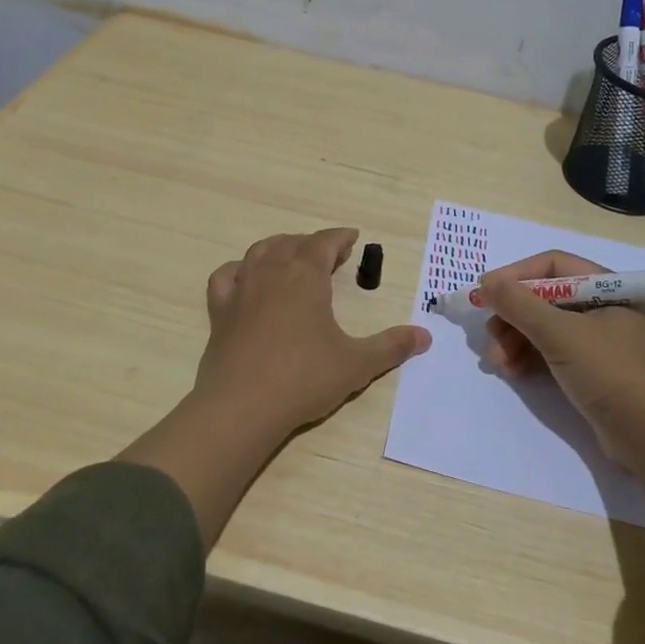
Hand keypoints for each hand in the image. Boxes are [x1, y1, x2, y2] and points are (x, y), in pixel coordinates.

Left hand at [189, 227, 430, 440]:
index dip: (339, 237)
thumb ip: (391, 347)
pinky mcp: (219, 312)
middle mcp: (271, 273)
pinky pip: (226, 276)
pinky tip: (245, 279)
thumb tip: (425, 336)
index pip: (323, 243)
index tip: (352, 237)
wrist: (241, 406)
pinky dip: (238, 269)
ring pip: (258, 252)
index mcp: (305, 276)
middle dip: (312, 243)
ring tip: (290, 257)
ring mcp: (241, 290)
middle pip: (292, 243)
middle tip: (328, 254)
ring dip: (278, 248)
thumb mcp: (356, 363)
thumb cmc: (304, 378)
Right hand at [482, 249, 644, 466]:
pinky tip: (511, 372)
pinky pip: (552, 352)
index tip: (484, 292)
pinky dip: (529, 357)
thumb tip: (487, 284)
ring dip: (515, 340)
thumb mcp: (561, 335)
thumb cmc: (611, 374)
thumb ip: (520, 305)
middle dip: (512, 316)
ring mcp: (599, 341)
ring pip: (545, 327)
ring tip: (497, 362)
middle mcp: (605, 308)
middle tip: (490, 336)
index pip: (553, 266)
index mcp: (608, 288)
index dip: (515, 276)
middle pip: (545, 297)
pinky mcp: (592, 370)